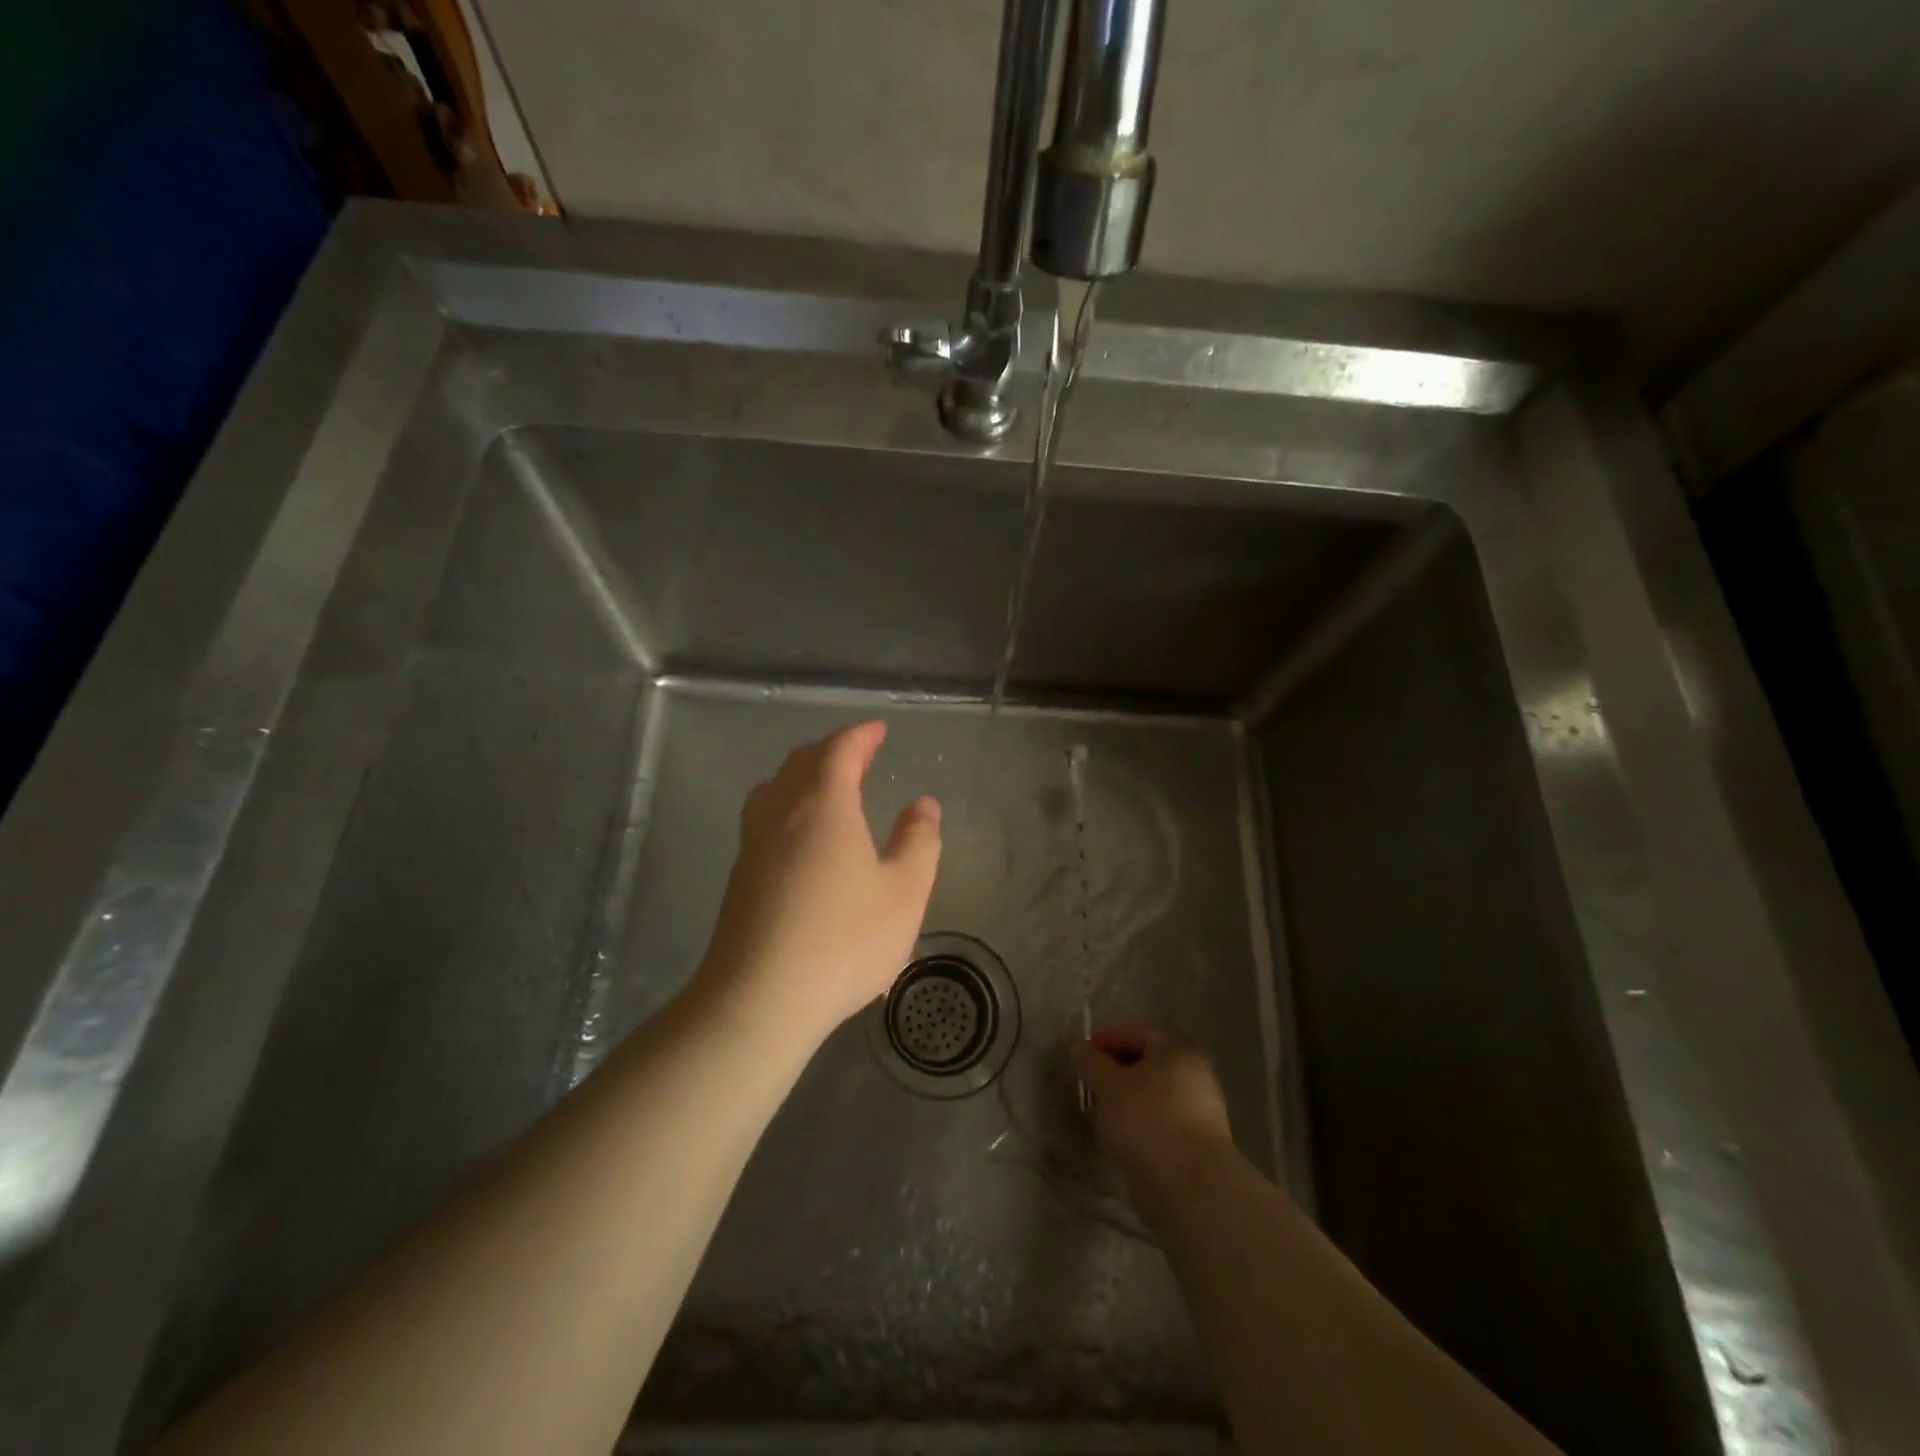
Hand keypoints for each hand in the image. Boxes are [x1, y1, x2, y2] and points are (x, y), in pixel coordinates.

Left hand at [694, 721, 941, 1048]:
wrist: (758, 999)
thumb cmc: (843, 941)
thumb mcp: (904, 893)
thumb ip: (919, 842)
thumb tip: (923, 805)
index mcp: (823, 805)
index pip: (840, 749)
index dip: (862, 735)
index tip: (880, 730)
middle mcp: (781, 812)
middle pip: (802, 762)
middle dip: (833, 750)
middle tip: (860, 756)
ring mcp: (753, 843)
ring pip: (775, 787)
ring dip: (804, 775)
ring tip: (829, 788)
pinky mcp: (739, 875)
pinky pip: (764, 816)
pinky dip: (788, 804)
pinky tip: (802, 836)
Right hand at [1071, 1024, 1236, 1194]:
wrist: (1192, 1189)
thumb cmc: (1147, 1122)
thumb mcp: (1108, 1086)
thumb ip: (1091, 1062)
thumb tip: (1079, 1046)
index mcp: (1177, 1047)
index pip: (1135, 1031)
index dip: (1104, 1039)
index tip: (1081, 1057)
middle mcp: (1195, 1070)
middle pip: (1147, 1059)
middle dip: (1116, 1069)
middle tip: (1090, 1084)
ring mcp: (1202, 1106)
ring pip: (1155, 1090)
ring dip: (1128, 1095)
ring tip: (1103, 1112)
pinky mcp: (1200, 1139)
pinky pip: (1164, 1115)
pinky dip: (1143, 1118)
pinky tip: (1125, 1134)